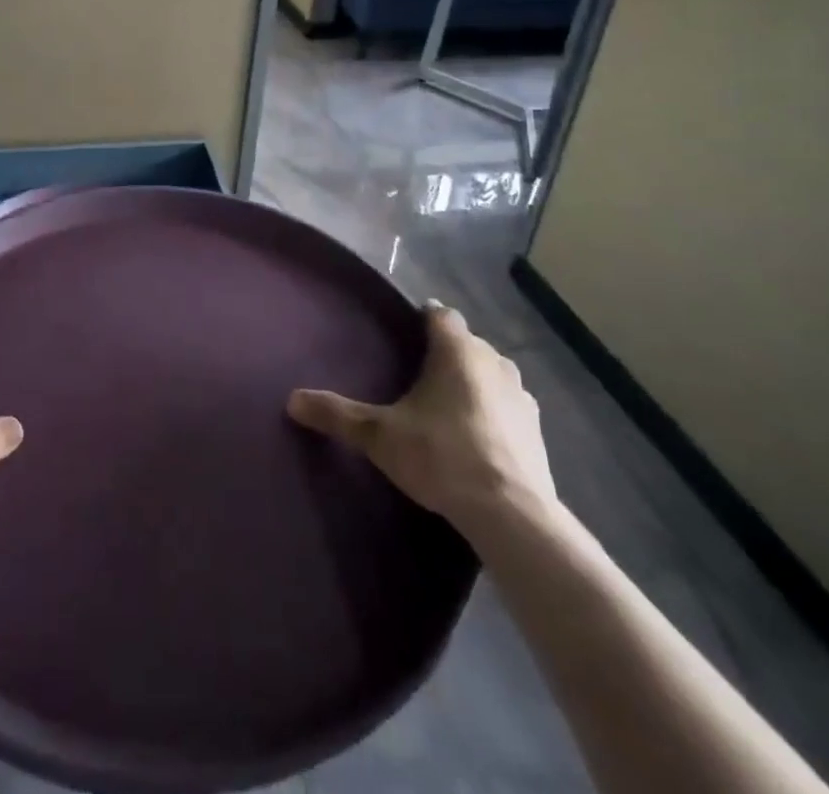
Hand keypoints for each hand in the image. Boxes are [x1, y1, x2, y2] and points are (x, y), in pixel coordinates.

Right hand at [288, 300, 556, 543]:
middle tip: (415, 377)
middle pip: (465, 343)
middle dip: (444, 353)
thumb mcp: (379, 436)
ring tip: (444, 407)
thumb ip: (337, 415)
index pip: (440, 314)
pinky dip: (492, 412)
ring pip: (489, 373)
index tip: (404, 334)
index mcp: (457, 350)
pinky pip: (507, 406)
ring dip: (472, 382)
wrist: (511, 514)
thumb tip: (291, 401)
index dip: (423, 318)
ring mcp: (521, 396)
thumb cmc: (441, 456)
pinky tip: (475, 438)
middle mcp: (493, 361)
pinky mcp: (537, 430)